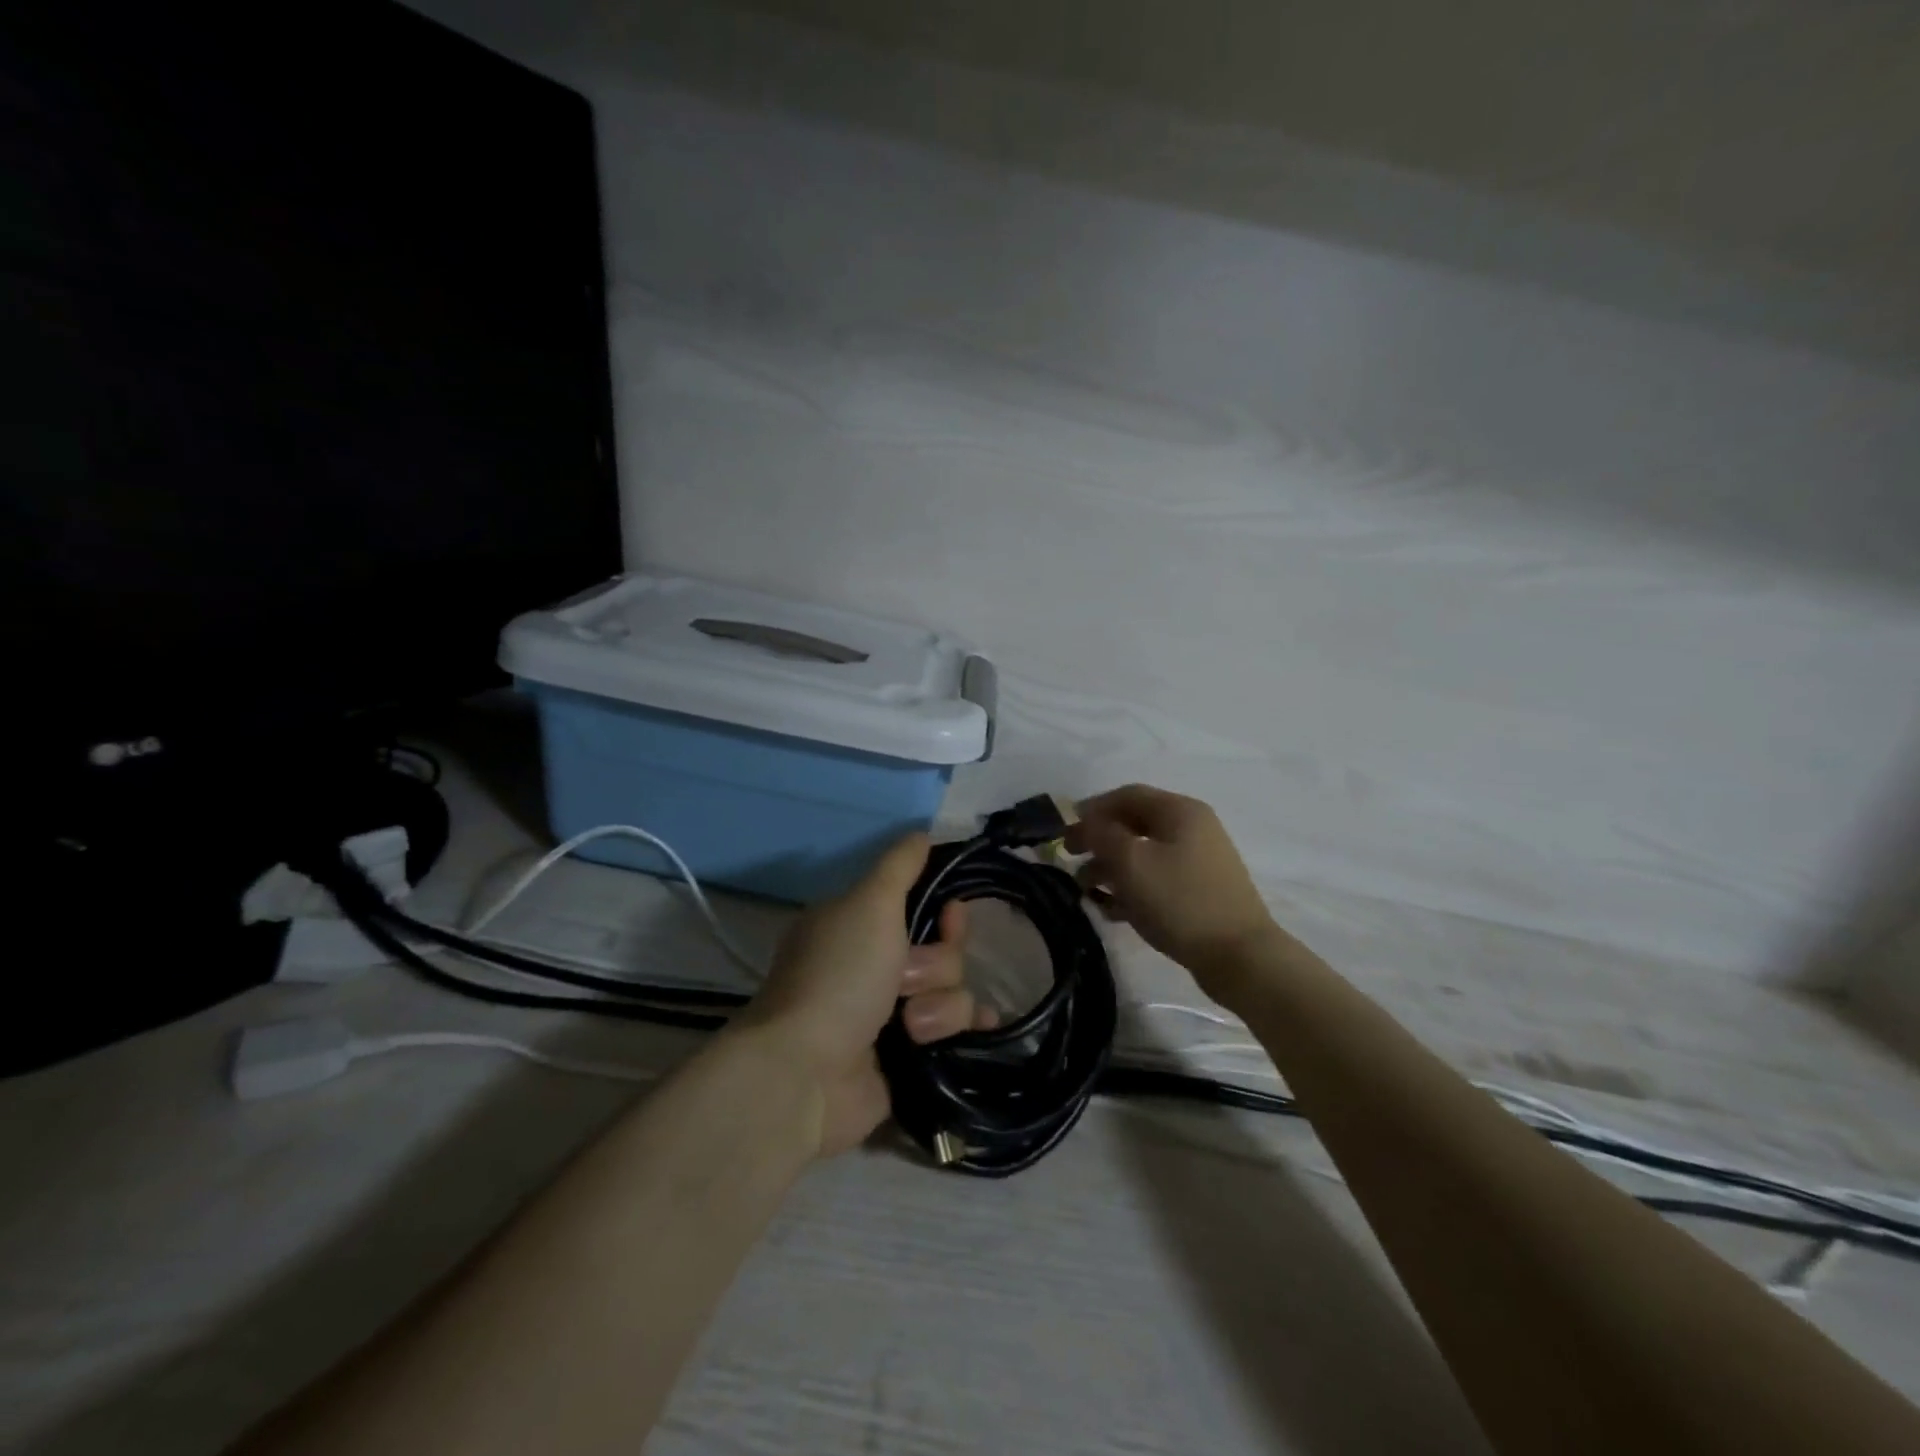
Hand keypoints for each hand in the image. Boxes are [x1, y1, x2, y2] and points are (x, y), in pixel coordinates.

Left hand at [741, 835, 995, 1157]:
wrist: (807, 1074)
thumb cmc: (838, 977)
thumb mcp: (869, 904)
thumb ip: (899, 866)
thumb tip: (923, 832)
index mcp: (859, 925)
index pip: (921, 904)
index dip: (943, 910)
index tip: (950, 917)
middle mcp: (874, 965)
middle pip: (943, 950)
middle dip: (936, 965)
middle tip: (906, 980)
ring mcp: (890, 1013)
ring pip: (951, 991)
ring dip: (938, 1006)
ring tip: (910, 1027)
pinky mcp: (907, 1056)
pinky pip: (954, 1030)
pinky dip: (963, 1028)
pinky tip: (984, 1028)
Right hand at [1065, 785, 1279, 997]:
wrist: (1239, 956)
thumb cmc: (1179, 900)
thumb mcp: (1130, 861)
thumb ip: (1101, 834)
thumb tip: (1086, 822)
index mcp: (1180, 811)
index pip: (1127, 795)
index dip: (1091, 809)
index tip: (1063, 831)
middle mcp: (1192, 828)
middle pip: (1134, 824)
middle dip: (1098, 840)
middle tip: (1069, 858)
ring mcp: (1199, 861)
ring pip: (1144, 854)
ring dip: (1110, 867)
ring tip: (1085, 890)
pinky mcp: (1200, 891)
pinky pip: (1157, 879)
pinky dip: (1132, 888)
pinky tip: (1112, 910)